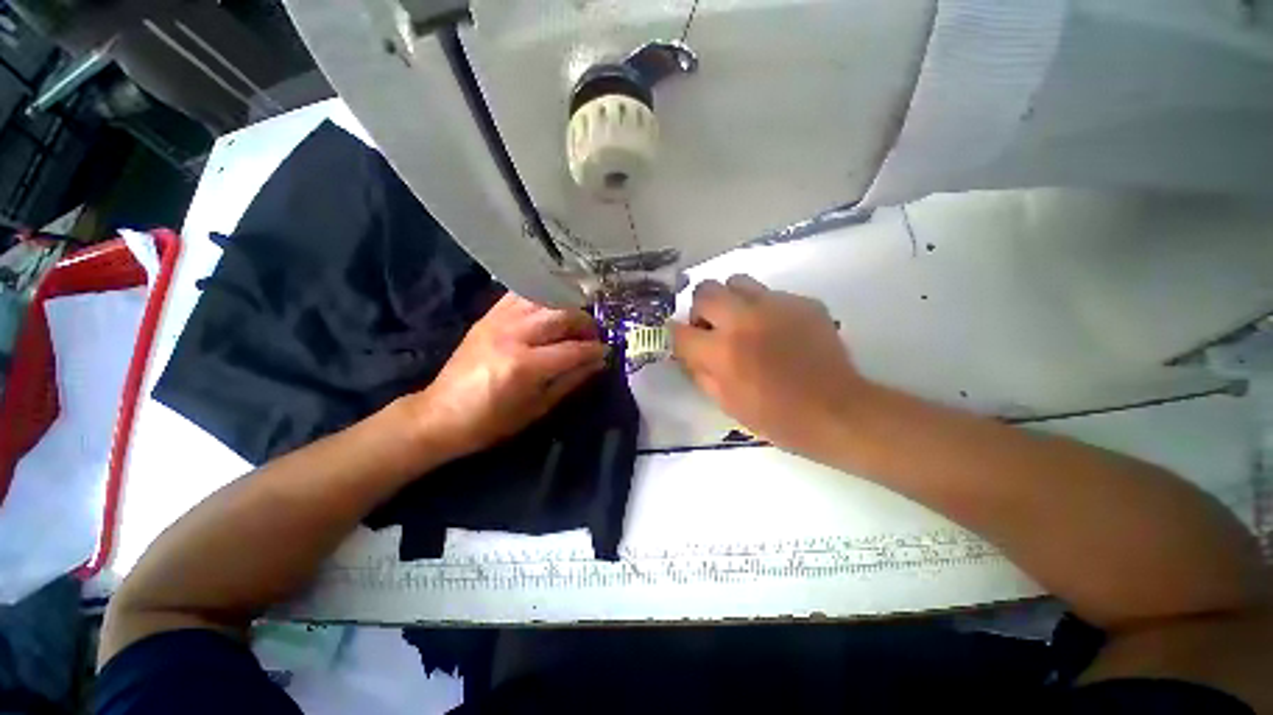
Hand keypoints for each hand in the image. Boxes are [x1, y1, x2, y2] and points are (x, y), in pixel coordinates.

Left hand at [400, 292, 606, 459]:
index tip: (607, 351)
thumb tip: (598, 363)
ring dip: (566, 306)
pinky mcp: (488, 316)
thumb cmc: (492, 421)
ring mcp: (497, 320)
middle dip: (585, 323)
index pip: (572, 349)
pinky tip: (551, 308)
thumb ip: (571, 381)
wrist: (440, 414)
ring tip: (575, 321)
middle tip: (594, 335)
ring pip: (544, 298)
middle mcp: (512, 335)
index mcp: (524, 366)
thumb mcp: (537, 408)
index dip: (595, 349)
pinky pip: (520, 294)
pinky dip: (542, 297)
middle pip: (561, 315)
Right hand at [672, 275, 871, 458]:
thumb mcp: (726, 404)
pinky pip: (771, 294)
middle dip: (701, 309)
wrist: (836, 411)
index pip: (680, 331)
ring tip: (743, 322)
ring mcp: (775, 305)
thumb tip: (689, 352)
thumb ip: (700, 373)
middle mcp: (743, 320)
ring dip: (731, 300)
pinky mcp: (802, 302)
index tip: (685, 341)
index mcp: (722, 351)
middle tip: (713, 328)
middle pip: (705, 290)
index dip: (677, 336)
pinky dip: (765, 309)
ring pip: (737, 281)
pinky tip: (778, 330)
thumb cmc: (776, 417)